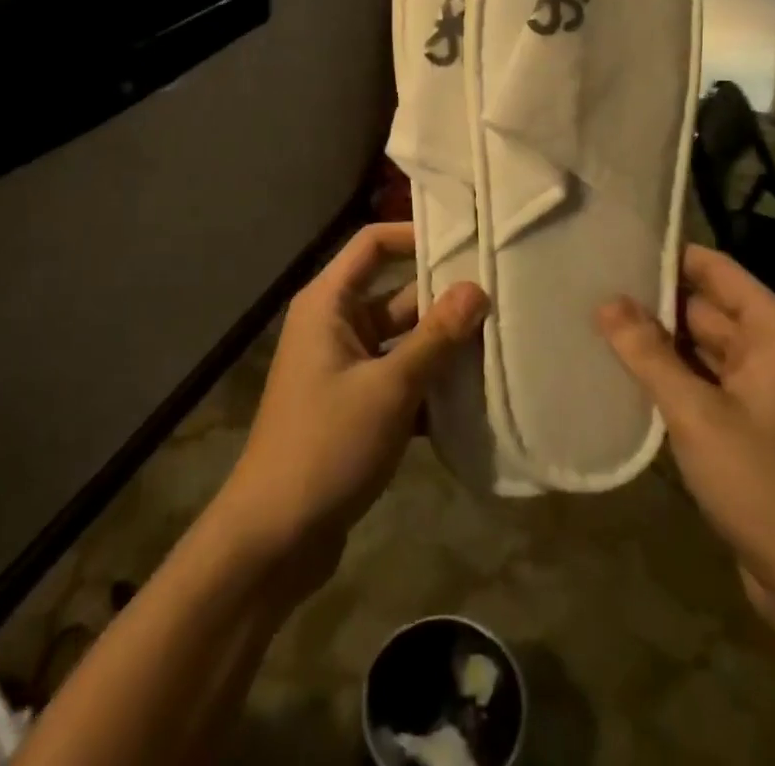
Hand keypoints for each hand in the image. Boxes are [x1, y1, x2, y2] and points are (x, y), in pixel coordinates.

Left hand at [212, 223, 486, 593]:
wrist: (273, 538)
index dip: (415, 235)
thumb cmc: (326, 445)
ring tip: (501, 341)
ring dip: (442, 346)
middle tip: (501, 296)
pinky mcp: (355, 405)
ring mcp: (345, 367)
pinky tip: (475, 396)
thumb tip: (477, 289)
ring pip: (403, 340)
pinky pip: (400, 378)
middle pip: (396, 293)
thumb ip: (435, 338)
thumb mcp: (389, 388)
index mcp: (328, 304)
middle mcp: (334, 325)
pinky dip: (430, 384)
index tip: (467, 241)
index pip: (373, 244)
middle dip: (443, 299)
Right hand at [597, 245, 774, 592]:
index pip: (715, 269)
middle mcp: (774, 349)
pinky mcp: (751, 423)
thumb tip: (606, 302)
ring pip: (701, 346)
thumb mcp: (696, 413)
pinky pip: (705, 380)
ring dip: (658, 340)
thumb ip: (648, 353)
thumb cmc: (764, 483)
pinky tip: (626, 371)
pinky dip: (672, 374)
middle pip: (706, 306)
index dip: (668, 256)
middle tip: (592, 286)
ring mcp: (764, 388)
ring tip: (597, 320)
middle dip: (653, 300)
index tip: (615, 247)